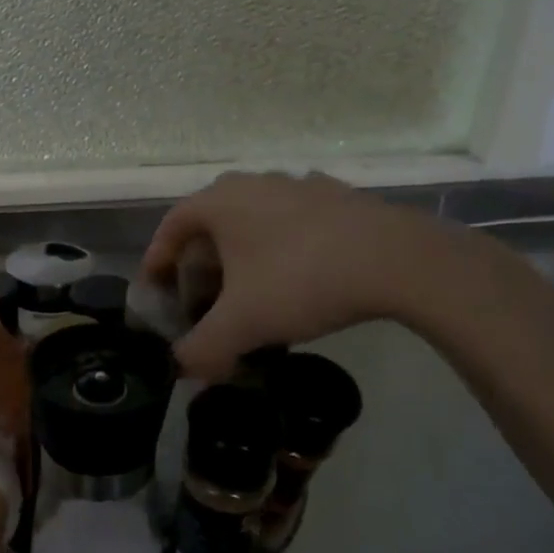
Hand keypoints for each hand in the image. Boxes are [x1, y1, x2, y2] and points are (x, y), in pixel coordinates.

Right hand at [141, 171, 474, 378]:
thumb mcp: (241, 324)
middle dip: (200, 267)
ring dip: (241, 259)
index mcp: (220, 201)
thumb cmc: (300, 281)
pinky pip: (291, 225)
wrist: (398, 260)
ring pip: (253, 224)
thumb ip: (201, 349)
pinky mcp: (337, 197)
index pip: (171, 226)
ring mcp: (299, 186)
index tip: (156, 291)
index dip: (157, 260)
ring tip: (249, 297)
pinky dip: (280, 251)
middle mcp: (253, 183)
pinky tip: (295, 282)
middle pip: (211, 226)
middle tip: (203, 303)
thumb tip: (181, 369)